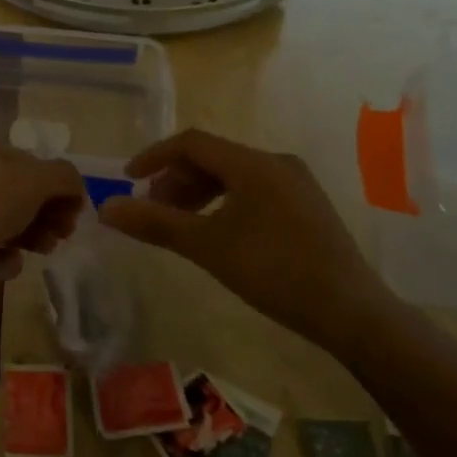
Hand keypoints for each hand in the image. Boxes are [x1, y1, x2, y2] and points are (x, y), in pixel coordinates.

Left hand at [0, 143, 84, 292]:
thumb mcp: (35, 179)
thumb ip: (64, 176)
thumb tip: (77, 187)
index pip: (28, 161)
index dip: (56, 183)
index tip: (76, 207)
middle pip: (20, 194)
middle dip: (48, 212)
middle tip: (65, 231)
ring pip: (9, 224)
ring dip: (34, 236)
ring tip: (44, 248)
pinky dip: (4, 258)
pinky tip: (3, 261)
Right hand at [98, 129, 391, 352]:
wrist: (352, 313)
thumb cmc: (275, 272)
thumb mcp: (207, 247)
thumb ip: (156, 223)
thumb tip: (105, 207)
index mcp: (254, 164)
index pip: (192, 143)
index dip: (155, 156)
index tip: (128, 179)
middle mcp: (276, 163)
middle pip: (213, 157)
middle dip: (176, 179)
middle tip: (153, 210)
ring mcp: (296, 184)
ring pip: (233, 175)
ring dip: (199, 193)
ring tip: (179, 223)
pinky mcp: (306, 207)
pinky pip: (253, 190)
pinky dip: (224, 202)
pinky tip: (217, 231)